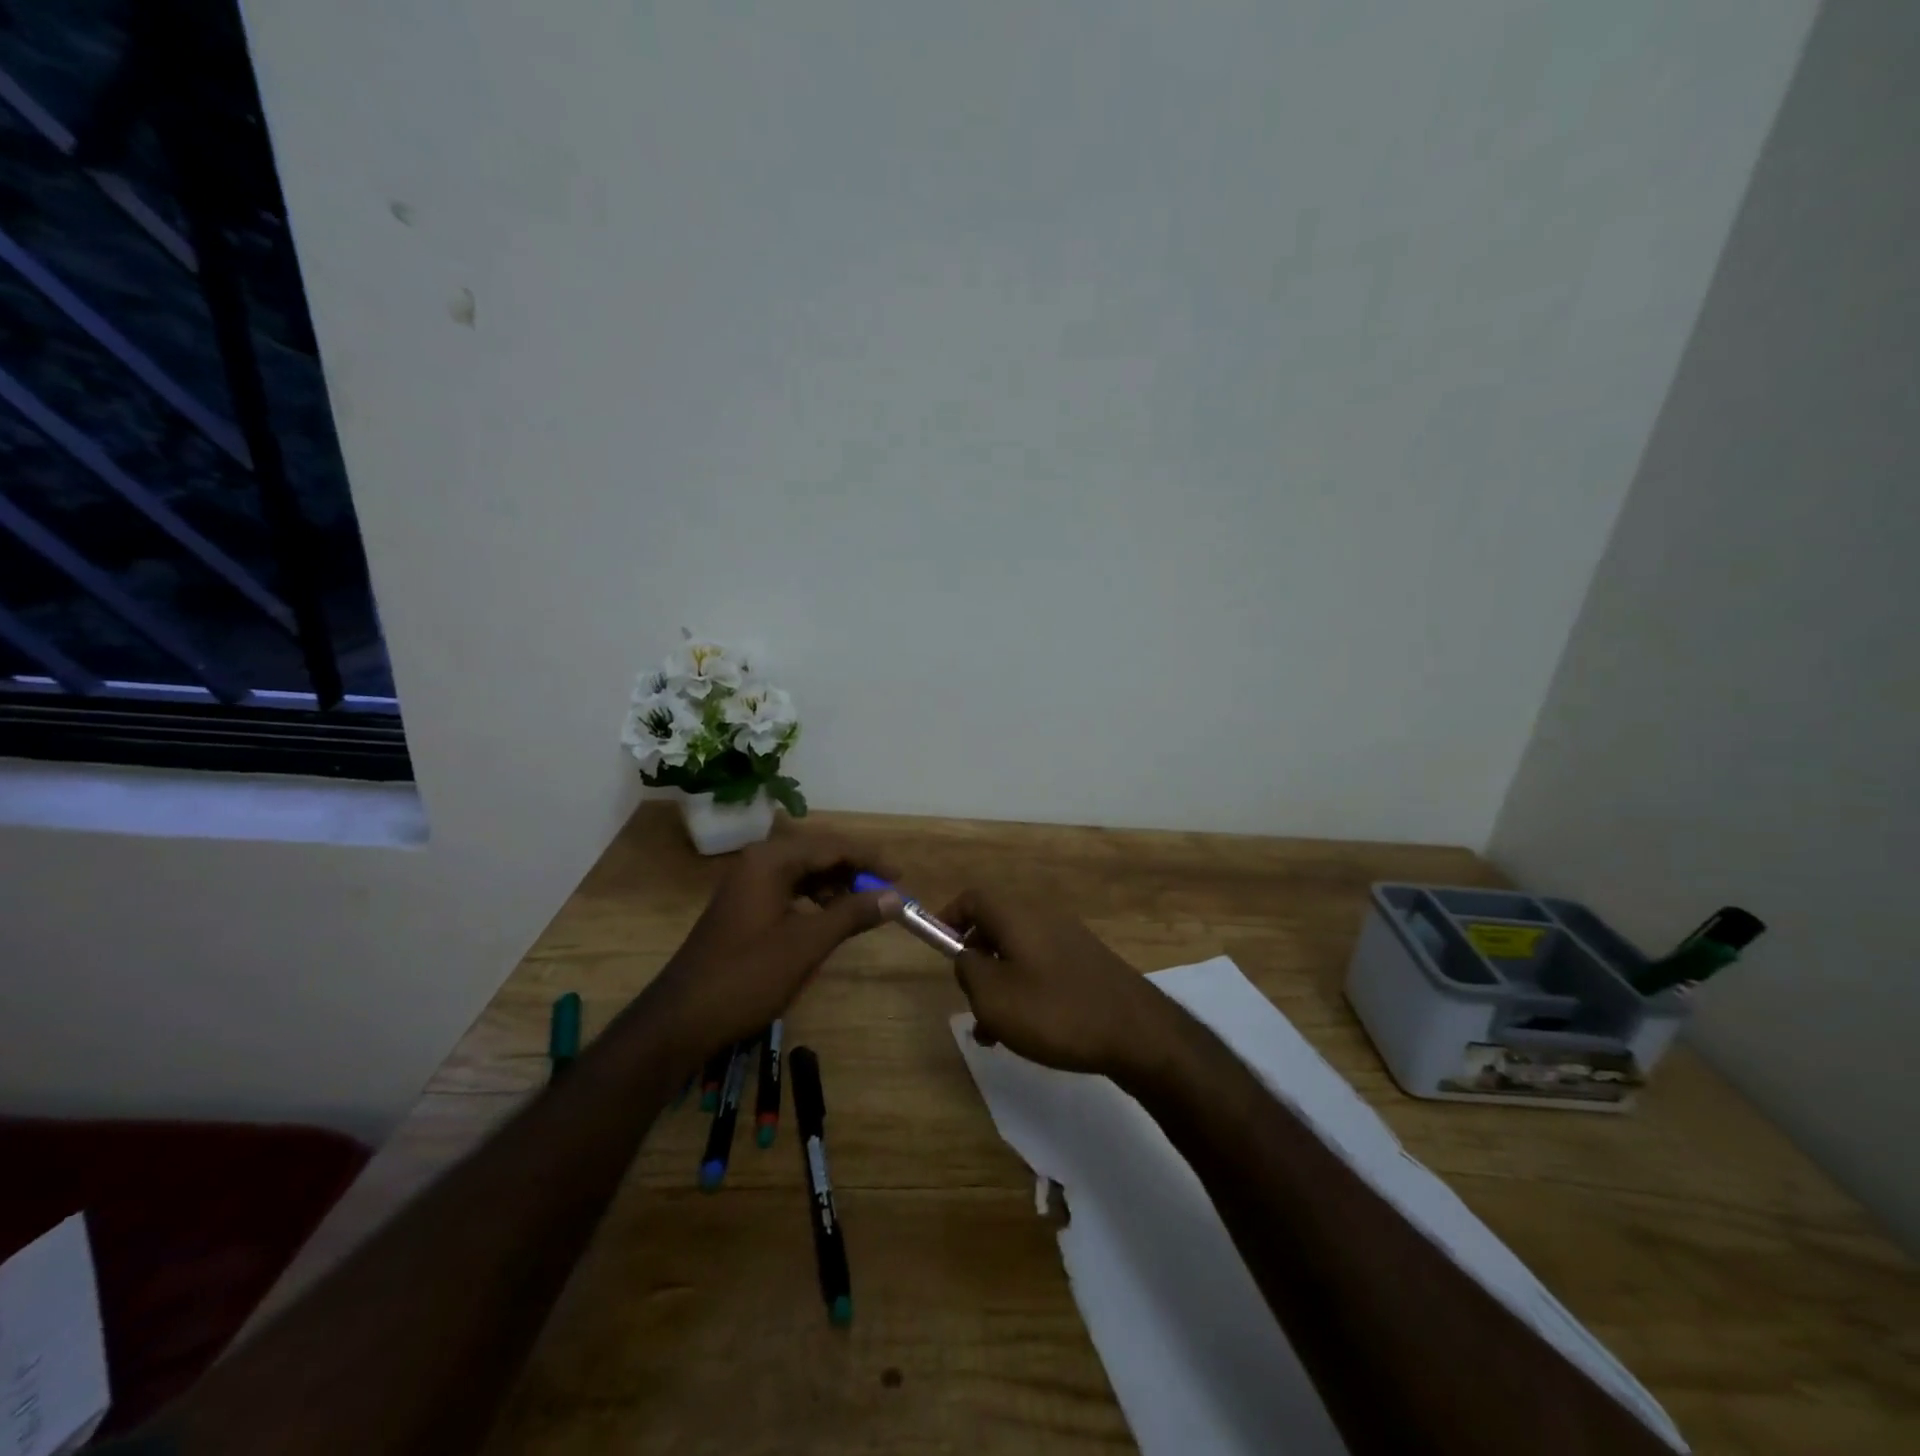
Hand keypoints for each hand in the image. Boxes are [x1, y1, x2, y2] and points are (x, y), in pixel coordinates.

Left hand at [649, 831, 899, 1051]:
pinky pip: (789, 889)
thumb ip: (852, 914)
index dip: (869, 859)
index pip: (832, 846)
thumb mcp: (807, 944)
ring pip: (803, 872)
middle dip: (853, 869)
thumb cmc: (747, 976)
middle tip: (886, 890)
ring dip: (835, 885)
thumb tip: (894, 896)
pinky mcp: (744, 906)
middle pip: (817, 853)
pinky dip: (814, 899)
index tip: (900, 876)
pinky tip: (829, 918)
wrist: (682, 1018)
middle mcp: (758, 862)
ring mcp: (747, 884)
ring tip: (862, 907)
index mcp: (771, 860)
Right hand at [939, 888, 1167, 1077]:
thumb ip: (968, 970)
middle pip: (995, 927)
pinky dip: (1026, 993)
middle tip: (969, 1000)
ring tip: (993, 1033)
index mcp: (1017, 916)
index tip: (938, 949)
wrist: (1138, 1033)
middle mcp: (1043, 919)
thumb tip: (968, 956)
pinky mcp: (1088, 965)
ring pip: (1018, 955)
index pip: (973, 898)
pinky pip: (1043, 970)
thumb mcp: (994, 996)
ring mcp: (1070, 941)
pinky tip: (1028, 1033)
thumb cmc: (1056, 1011)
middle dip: (975, 962)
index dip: (948, 918)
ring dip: (999, 985)